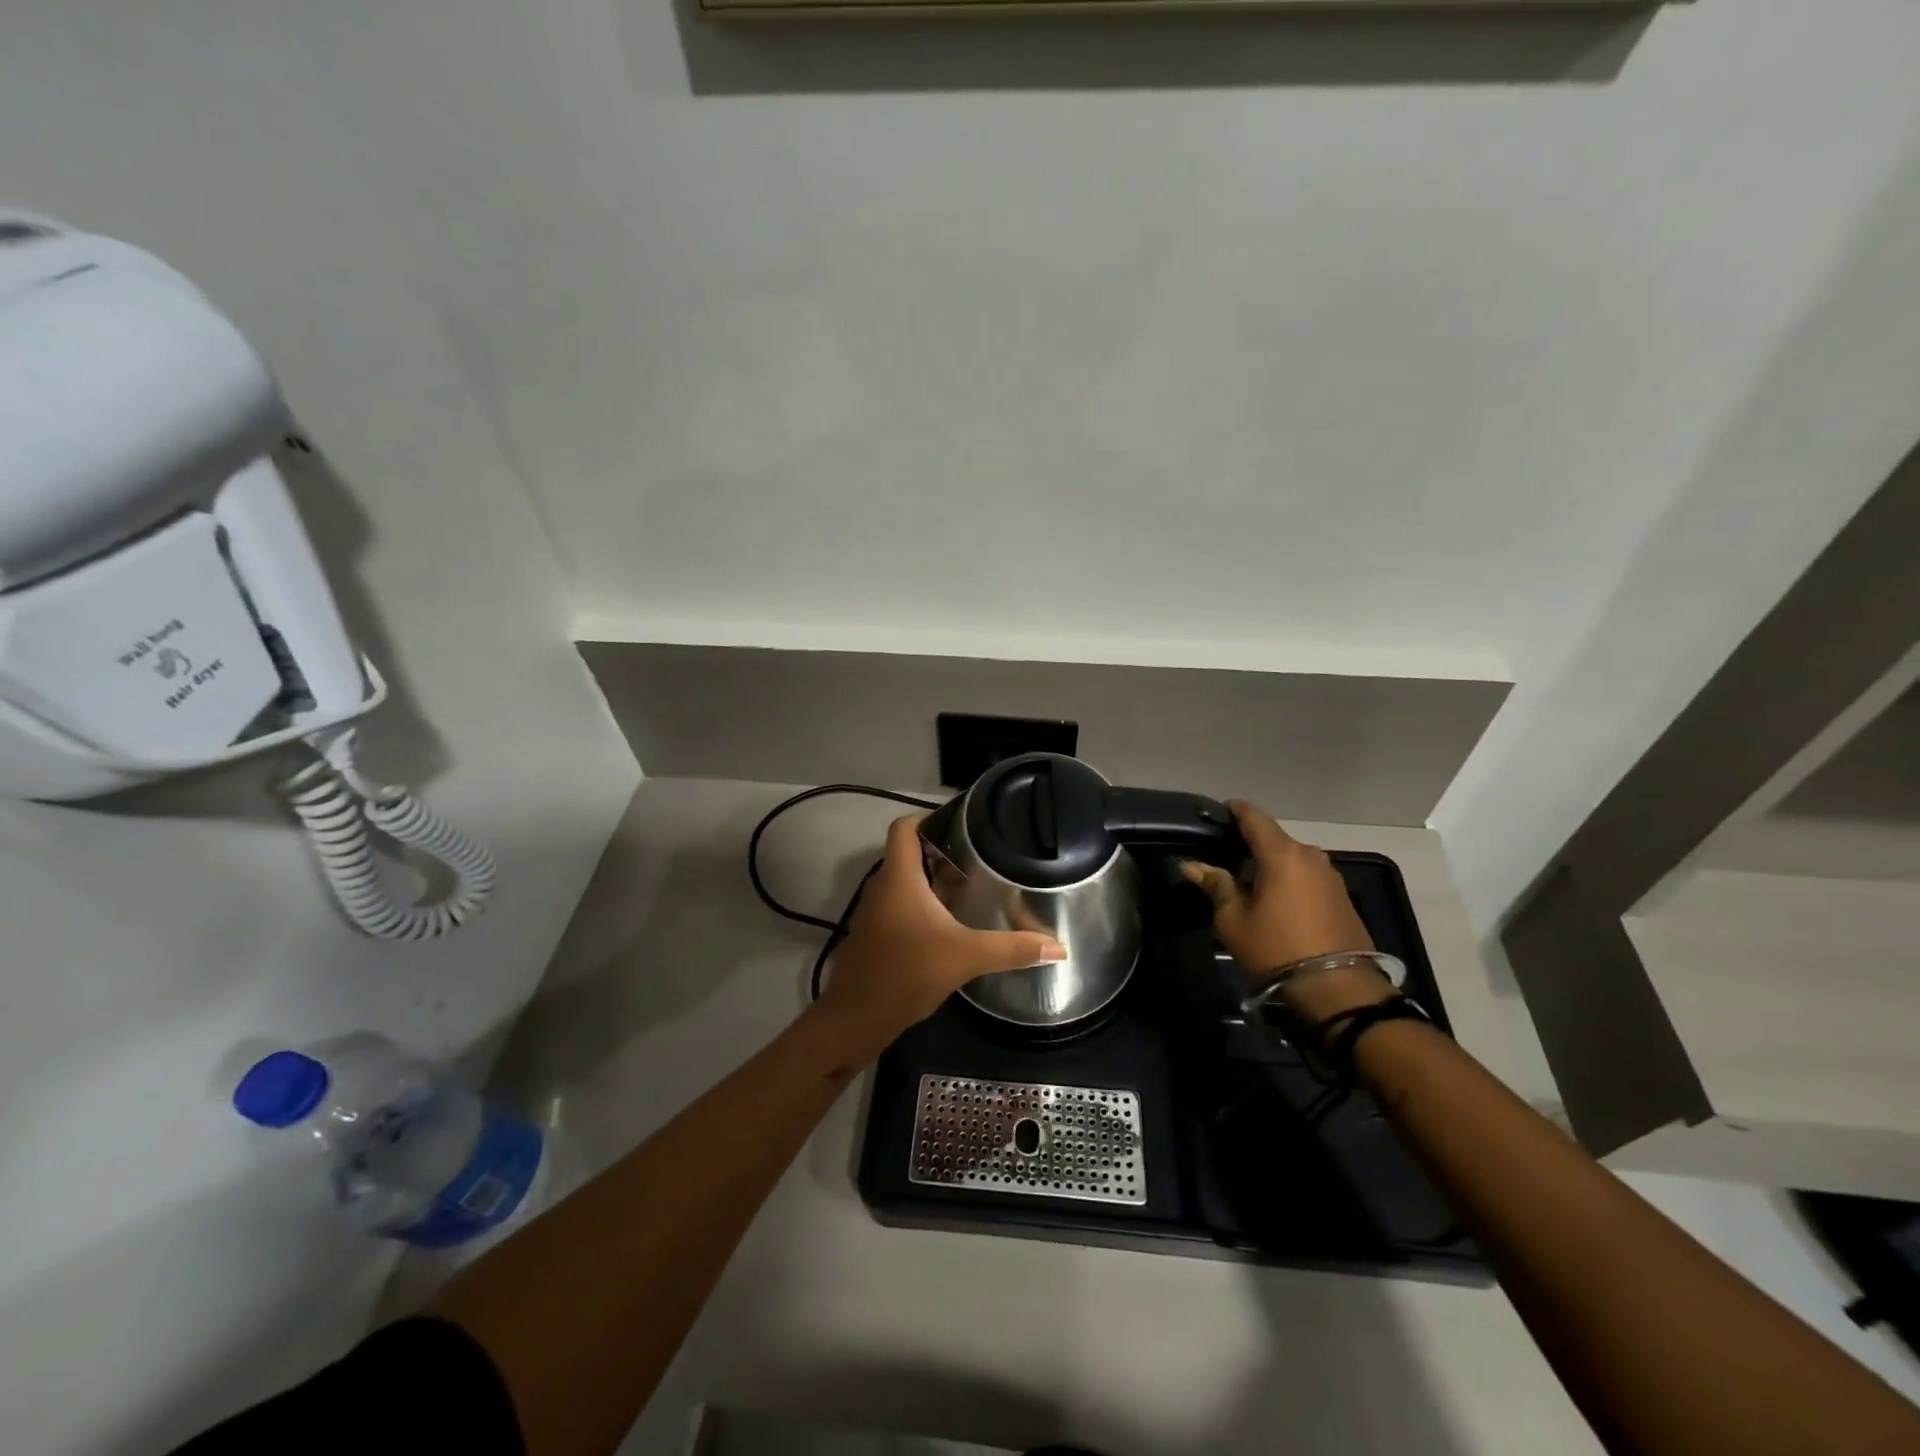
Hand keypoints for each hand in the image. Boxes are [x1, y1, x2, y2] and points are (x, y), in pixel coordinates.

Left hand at [814, 815, 1065, 1060]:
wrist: (856, 1019)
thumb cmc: (906, 973)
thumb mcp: (965, 957)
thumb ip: (1012, 949)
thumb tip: (1059, 947)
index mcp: (898, 877)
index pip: (904, 827)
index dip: (930, 818)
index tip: (965, 825)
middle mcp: (882, 886)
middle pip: (909, 852)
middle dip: (943, 852)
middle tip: (981, 856)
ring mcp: (876, 910)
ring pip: (906, 881)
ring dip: (934, 879)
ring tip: (973, 884)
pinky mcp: (876, 933)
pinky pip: (901, 904)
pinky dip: (924, 904)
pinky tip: (951, 921)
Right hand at [1181, 801, 1393, 1025]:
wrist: (1340, 990)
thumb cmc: (1276, 949)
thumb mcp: (1234, 920)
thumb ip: (1215, 885)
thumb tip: (1192, 865)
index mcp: (1282, 853)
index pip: (1253, 816)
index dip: (1233, 810)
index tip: (1215, 814)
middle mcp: (1310, 855)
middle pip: (1273, 839)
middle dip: (1249, 844)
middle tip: (1223, 857)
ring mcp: (1330, 876)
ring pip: (1291, 859)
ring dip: (1269, 865)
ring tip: (1246, 882)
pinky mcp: (1342, 897)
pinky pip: (1306, 877)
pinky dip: (1288, 881)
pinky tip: (1273, 900)